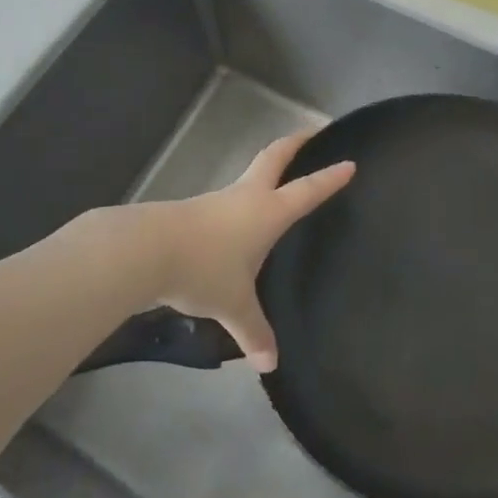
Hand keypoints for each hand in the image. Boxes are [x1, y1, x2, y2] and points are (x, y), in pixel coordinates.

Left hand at [100, 130, 353, 371]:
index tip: (349, 163)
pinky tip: (236, 220)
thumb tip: (270, 363)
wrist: (148, 249)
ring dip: (265, 170)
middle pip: (274, 158)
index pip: (307, 191)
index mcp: (267, 212)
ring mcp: (218, 200)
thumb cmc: (204, 269)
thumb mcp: (234, 305)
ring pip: (248, 176)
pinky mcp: (194, 210)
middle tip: (311, 133)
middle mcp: (246, 197)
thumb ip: (253, 331)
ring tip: (276, 182)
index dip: (329, 179)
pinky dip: (240, 198)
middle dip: (294, 145)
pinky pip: (226, 199)